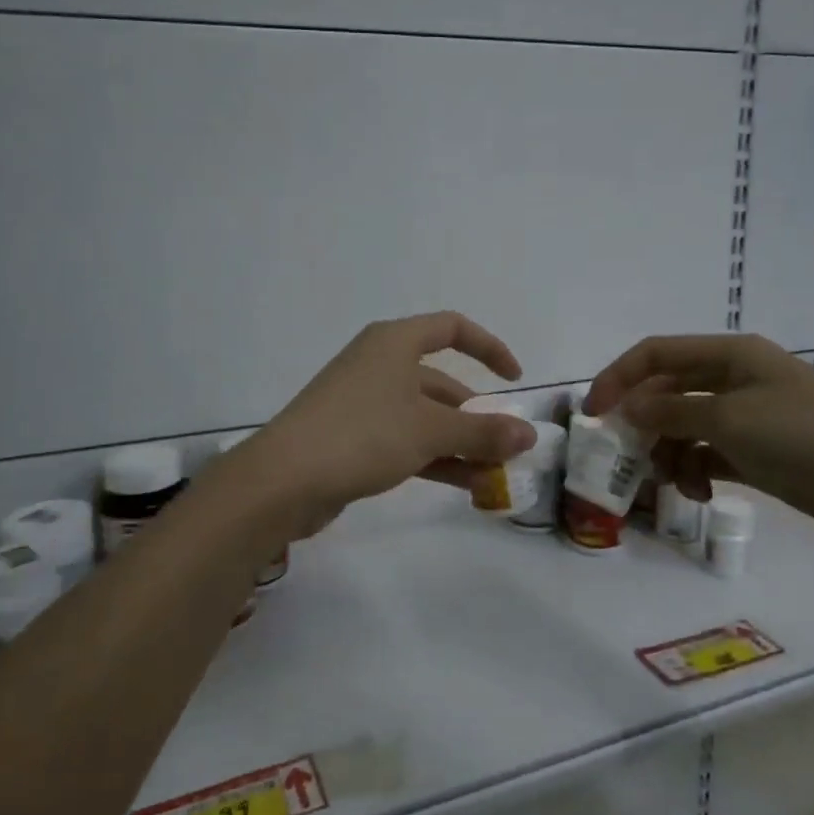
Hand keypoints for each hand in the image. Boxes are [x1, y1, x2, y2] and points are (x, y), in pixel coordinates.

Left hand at [248, 312, 537, 515]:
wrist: (282, 480)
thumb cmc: (362, 434)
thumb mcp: (431, 431)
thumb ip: (483, 432)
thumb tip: (530, 435)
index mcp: (395, 342)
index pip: (452, 328)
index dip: (489, 348)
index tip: (514, 380)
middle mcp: (379, 364)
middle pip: (441, 381)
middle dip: (477, 414)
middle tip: (507, 446)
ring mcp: (364, 401)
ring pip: (425, 416)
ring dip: (460, 443)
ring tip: (495, 474)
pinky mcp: (353, 437)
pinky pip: (406, 440)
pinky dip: (436, 458)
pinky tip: (465, 486)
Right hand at [584, 334, 813, 544]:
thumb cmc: (809, 436)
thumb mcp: (732, 419)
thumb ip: (673, 410)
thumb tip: (629, 405)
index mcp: (728, 356)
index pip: (655, 354)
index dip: (618, 377)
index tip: (592, 413)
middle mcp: (733, 380)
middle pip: (667, 391)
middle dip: (643, 422)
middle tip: (626, 457)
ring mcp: (748, 417)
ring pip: (685, 426)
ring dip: (669, 452)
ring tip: (672, 483)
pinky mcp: (760, 453)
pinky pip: (709, 454)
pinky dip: (696, 470)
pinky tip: (698, 492)